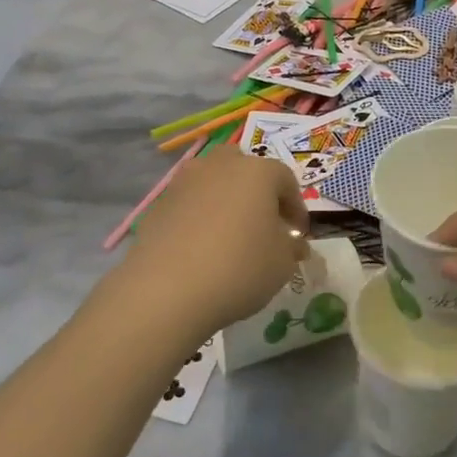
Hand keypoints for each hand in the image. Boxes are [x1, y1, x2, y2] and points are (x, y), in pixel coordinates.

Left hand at [123, 146, 308, 333]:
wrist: (167, 290)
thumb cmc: (239, 269)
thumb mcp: (282, 263)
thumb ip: (291, 247)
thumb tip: (290, 242)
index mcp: (257, 172)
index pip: (286, 181)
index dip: (296, 208)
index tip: (297, 235)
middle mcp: (220, 166)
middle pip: (244, 168)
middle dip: (257, 192)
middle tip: (263, 224)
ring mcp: (184, 182)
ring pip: (213, 183)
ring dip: (225, 201)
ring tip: (230, 236)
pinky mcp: (158, 205)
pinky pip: (189, 205)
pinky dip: (198, 218)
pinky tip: (201, 249)